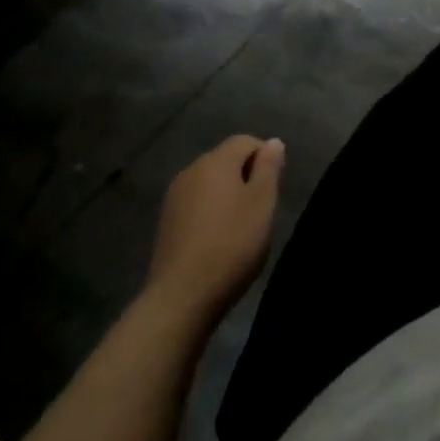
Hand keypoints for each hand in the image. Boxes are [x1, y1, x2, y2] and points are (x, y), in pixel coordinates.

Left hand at [144, 136, 284, 325]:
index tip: (273, 190)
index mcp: (216, 160)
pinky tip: (217, 241)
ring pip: (210, 183)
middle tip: (260, 212)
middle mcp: (192, 170)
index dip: (265, 158)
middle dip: (246, 177)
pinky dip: (210, 213)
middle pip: (226, 160)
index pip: (245, 141)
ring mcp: (175, 197)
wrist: (180, 299)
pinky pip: (196, 204)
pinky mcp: (166, 222)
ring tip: (240, 229)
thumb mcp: (262, 204)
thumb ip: (269, 168)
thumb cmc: (230, 246)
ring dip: (228, 196)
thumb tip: (273, 142)